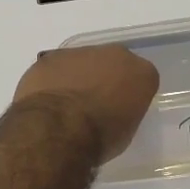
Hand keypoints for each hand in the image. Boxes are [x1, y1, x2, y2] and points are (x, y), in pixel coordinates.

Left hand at [12, 46, 159, 161]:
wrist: (59, 129)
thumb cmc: (101, 137)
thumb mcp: (126, 131)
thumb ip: (124, 110)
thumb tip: (113, 110)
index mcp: (141, 72)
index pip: (142, 78)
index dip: (131, 93)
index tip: (122, 109)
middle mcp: (115, 54)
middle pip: (113, 63)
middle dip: (105, 78)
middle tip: (95, 103)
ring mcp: (80, 52)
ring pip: (82, 62)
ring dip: (78, 77)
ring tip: (67, 105)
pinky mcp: (50, 57)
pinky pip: (55, 68)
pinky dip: (53, 80)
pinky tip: (47, 101)